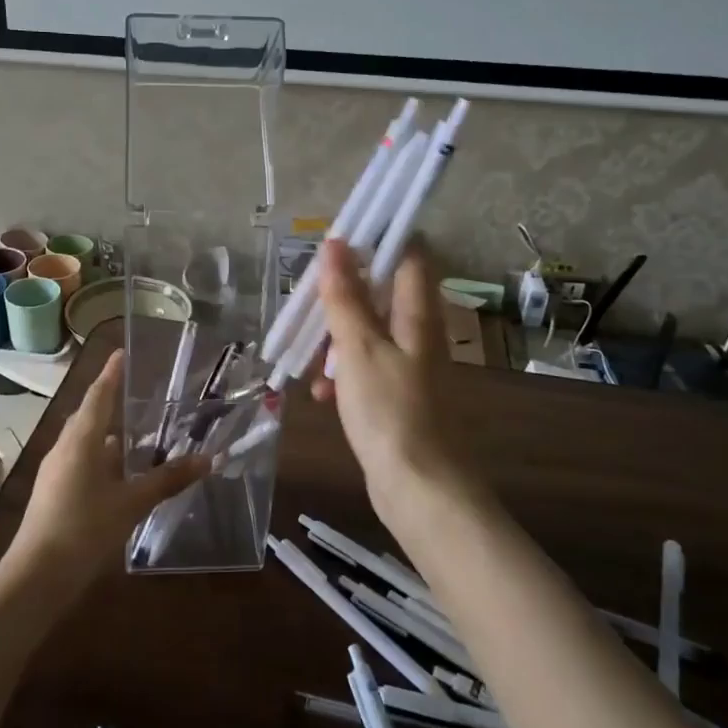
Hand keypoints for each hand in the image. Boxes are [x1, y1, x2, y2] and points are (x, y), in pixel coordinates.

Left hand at [6, 352, 210, 593]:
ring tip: (135, 431)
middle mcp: (65, 447)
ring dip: (107, 433)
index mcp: (81, 440)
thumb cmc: (84, 529)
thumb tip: (207, 459)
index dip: (111, 373)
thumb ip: (167, 480)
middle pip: (89, 415)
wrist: (35, 577)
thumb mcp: (131, 503)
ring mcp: (55, 471)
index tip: (122, 352)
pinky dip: (101, 457)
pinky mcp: (53, 492)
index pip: (99, 395)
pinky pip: (80, 461)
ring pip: (84, 441)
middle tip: (137, 391)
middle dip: (110, 401)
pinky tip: (118, 472)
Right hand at [311, 238, 485, 531]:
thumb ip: (345, 296)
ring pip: (367, 332)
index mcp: (418, 314)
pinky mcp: (396, 394)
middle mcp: (418, 332)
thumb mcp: (358, 348)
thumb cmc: (389, 410)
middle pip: (380, 293)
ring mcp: (408, 365)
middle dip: (341, 295)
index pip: (409, 254)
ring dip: (335, 339)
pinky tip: (320, 394)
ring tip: (308, 359)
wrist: (418, 488)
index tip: (337, 242)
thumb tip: (336, 243)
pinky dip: (342, 372)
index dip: (376, 240)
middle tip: (308, 303)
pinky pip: (364, 367)